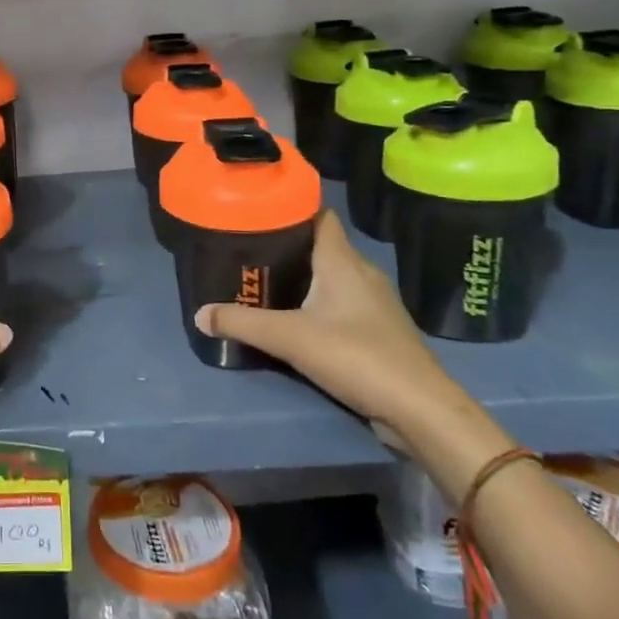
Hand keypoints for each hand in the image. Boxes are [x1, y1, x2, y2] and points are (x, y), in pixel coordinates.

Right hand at [194, 211, 465, 445]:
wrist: (419, 409)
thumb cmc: (356, 356)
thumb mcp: (289, 338)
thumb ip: (242, 324)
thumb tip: (199, 314)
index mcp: (343, 261)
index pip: (320, 216)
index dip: (293, 208)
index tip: (260, 210)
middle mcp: (362, 273)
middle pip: (323, 246)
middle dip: (289, 245)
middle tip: (250, 250)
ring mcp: (375, 304)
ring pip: (334, 277)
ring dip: (305, 277)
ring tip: (266, 282)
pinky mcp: (380, 332)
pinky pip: (343, 304)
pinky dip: (320, 304)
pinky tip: (298, 319)